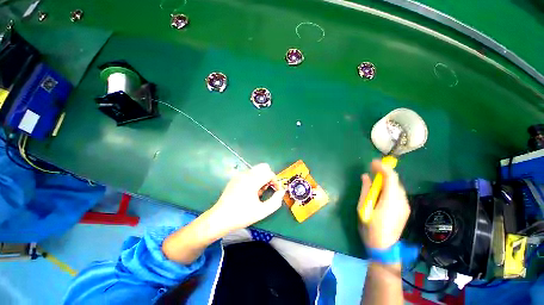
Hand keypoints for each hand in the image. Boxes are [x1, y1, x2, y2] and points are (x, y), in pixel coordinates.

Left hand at [209, 163, 285, 231]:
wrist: (220, 218)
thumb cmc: (241, 216)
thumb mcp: (261, 212)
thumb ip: (275, 201)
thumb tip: (282, 192)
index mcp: (252, 181)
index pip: (269, 173)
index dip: (275, 181)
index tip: (276, 191)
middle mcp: (245, 174)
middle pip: (263, 167)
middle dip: (269, 176)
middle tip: (267, 189)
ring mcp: (239, 175)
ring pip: (256, 169)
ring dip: (261, 177)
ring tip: (258, 192)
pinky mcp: (235, 178)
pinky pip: (249, 173)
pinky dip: (254, 178)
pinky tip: (250, 191)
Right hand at [357, 160, 409, 248]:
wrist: (383, 247)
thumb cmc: (370, 227)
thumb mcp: (364, 208)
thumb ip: (366, 190)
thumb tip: (365, 176)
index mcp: (390, 201)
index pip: (391, 178)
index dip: (382, 167)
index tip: (372, 162)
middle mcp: (401, 201)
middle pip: (395, 181)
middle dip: (384, 172)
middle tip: (371, 168)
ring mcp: (405, 206)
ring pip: (397, 186)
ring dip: (386, 179)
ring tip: (374, 177)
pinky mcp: (405, 209)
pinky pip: (397, 193)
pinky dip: (389, 187)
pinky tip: (381, 189)